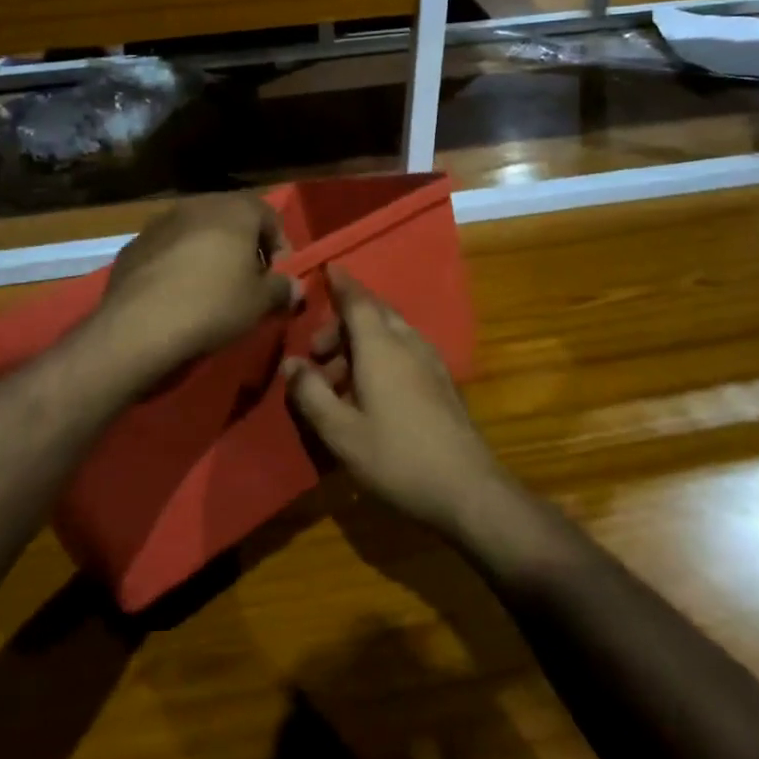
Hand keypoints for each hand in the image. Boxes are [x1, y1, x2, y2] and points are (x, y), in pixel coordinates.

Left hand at [96, 195, 301, 380]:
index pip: (269, 215)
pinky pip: (166, 249)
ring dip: (208, 252)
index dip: (279, 245)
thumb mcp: (260, 302)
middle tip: (247, 281)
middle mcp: (197, 205)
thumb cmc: (214, 304)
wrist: (140, 325)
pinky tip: (176, 294)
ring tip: (210, 288)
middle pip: (230, 219)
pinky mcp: (133, 244)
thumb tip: (294, 287)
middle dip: (243, 246)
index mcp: (234, 209)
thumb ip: (282, 289)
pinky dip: (177, 264)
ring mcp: (160, 222)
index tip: (278, 276)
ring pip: (195, 231)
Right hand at [284, 266, 513, 536]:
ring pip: (391, 334)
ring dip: (361, 343)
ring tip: (338, 380)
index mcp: (381, 347)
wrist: (468, 490)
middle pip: (374, 314)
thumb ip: (311, 394)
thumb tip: (291, 363)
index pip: (357, 300)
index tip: (326, 269)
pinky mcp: (441, 383)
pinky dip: (381, 356)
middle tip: (317, 354)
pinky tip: (370, 393)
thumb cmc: (397, 457)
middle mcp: (407, 343)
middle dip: (342, 324)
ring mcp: (430, 362)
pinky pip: (404, 351)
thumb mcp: (341, 432)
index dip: (340, 284)